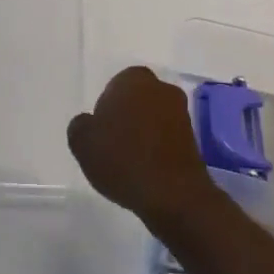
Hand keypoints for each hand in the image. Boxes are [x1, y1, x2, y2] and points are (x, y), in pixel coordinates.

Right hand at [67, 66, 217, 229]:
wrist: (173, 194)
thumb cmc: (123, 159)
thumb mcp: (82, 142)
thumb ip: (80, 125)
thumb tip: (88, 122)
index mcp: (134, 79)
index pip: (115, 86)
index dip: (105, 109)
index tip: (101, 133)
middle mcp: (161, 88)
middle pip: (136, 100)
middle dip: (126, 117)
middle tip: (113, 146)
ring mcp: (181, 113)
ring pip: (153, 118)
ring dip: (143, 134)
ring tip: (130, 162)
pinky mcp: (193, 139)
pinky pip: (166, 138)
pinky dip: (157, 149)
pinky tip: (147, 171)